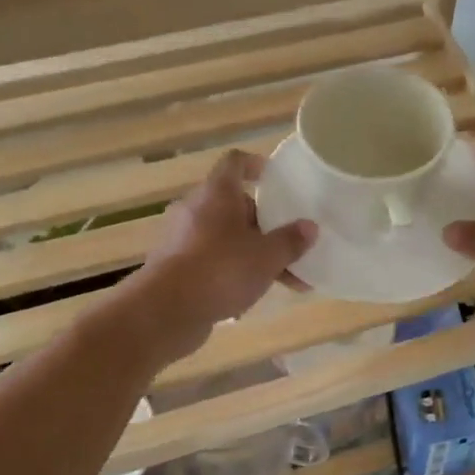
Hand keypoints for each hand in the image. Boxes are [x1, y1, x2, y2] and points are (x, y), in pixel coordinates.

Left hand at [123, 150, 315, 361]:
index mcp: (217, 194)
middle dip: (264, 225)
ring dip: (252, 254)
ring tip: (283, 279)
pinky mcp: (174, 267)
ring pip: (224, 238)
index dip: (255, 165)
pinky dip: (232, 272)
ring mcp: (181, 239)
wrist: (165, 311)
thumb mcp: (267, 257)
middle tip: (290, 244)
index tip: (274, 178)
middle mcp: (195, 209)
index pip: (235, 163)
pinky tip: (250, 298)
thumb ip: (290, 241)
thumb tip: (310, 227)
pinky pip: (211, 261)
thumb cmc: (221, 270)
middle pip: (234, 206)